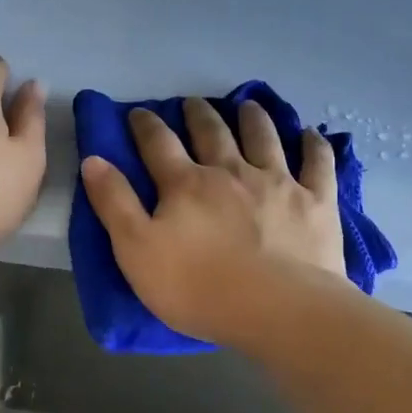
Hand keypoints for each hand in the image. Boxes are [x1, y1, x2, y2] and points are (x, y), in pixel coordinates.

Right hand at [80, 98, 345, 345]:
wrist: (277, 309)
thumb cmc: (199, 288)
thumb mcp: (136, 251)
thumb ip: (115, 203)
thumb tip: (94, 159)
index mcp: (186, 184)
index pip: (159, 144)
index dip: (146, 126)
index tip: (138, 112)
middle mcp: (231, 171)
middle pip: (212, 133)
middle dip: (198, 114)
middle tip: (192, 103)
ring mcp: (278, 183)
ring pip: (263, 137)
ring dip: (253, 117)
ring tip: (247, 104)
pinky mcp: (316, 201)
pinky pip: (317, 163)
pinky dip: (313, 145)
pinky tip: (310, 134)